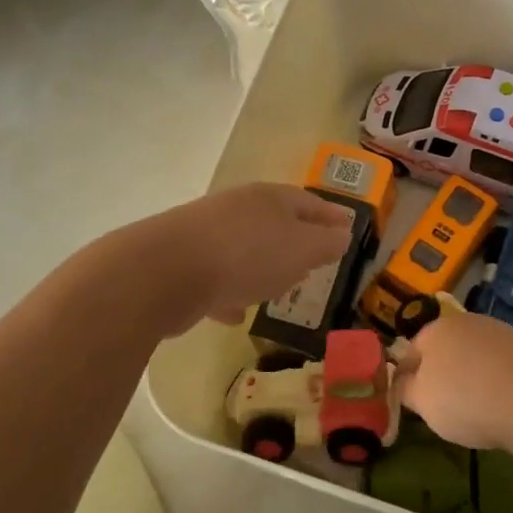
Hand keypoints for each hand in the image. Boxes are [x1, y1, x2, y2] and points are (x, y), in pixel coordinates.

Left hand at [140, 183, 355, 333]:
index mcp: (270, 199)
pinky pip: (215, 276)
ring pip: (243, 247)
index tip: (347, 227)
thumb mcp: (301, 250)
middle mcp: (237, 208)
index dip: (331, 215)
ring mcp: (206, 233)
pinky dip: (228, 291)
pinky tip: (233, 314)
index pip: (309, 202)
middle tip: (313, 258)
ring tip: (276, 287)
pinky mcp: (181, 261)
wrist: (164, 272)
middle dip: (294, 240)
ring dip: (260, 266)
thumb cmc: (246, 255)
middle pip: (274, 221)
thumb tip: (342, 234)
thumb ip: (326, 244)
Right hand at [394, 312, 512, 451]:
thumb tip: (403, 381)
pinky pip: (499, 365)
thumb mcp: (422, 402)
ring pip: (473, 356)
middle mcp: (464, 321)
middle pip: (444, 350)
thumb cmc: (465, 400)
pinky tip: (502, 403)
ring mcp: (498, 331)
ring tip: (477, 408)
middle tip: (445, 407)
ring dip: (471, 376)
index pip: (410, 352)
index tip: (415, 403)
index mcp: (433, 330)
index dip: (409, 378)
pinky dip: (496, 380)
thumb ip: (405, 389)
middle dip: (442, 374)